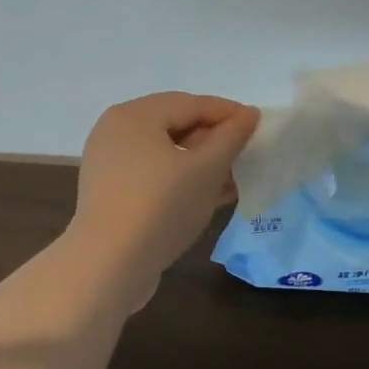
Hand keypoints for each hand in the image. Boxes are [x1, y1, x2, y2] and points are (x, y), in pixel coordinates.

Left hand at [69, 91, 260, 292]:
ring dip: (202, 162)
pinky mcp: (112, 193)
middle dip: (214, 139)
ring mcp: (110, 164)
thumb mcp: (205, 169)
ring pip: (166, 153)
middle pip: (176, 125)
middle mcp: (116, 131)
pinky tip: (212, 195)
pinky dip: (182, 180)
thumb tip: (248, 115)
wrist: (108, 266)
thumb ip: (230, 138)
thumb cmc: (160, 206)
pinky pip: (154, 175)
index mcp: (134, 115)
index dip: (228, 113)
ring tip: (236, 176)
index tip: (259, 125)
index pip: (191, 103)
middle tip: (247, 152)